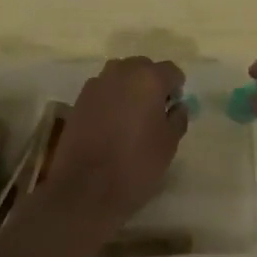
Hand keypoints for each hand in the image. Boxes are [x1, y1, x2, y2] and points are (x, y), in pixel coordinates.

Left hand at [42, 56, 187, 227]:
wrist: (84, 189)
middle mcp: (120, 72)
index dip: (176, 88)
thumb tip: (177, 106)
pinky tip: (112, 125)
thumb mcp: (169, 144)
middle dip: (151, 84)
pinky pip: (103, 90)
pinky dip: (111, 100)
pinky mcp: (79, 99)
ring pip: (120, 76)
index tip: (174, 108)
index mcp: (148, 78)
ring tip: (132, 117)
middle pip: (143, 68)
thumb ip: (178, 118)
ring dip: (129, 89)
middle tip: (155, 112)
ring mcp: (96, 84)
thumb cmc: (135, 165)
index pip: (171, 71)